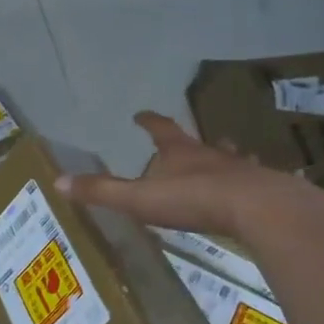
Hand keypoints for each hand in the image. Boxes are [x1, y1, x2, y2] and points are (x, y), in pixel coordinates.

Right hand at [55, 111, 311, 238]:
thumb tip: (58, 181)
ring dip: (226, 157)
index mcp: (179, 151)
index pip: (160, 128)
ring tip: (228, 158)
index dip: (149, 121)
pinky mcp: (265, 189)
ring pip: (231, 157)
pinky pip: (257, 182)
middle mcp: (210, 153)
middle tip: (186, 142)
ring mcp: (241, 170)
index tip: (140, 114)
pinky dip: (253, 183)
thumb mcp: (138, 199)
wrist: (259, 208)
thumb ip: (102, 192)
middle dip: (189, 142)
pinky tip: (258, 191)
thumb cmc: (194, 199)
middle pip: (198, 141)